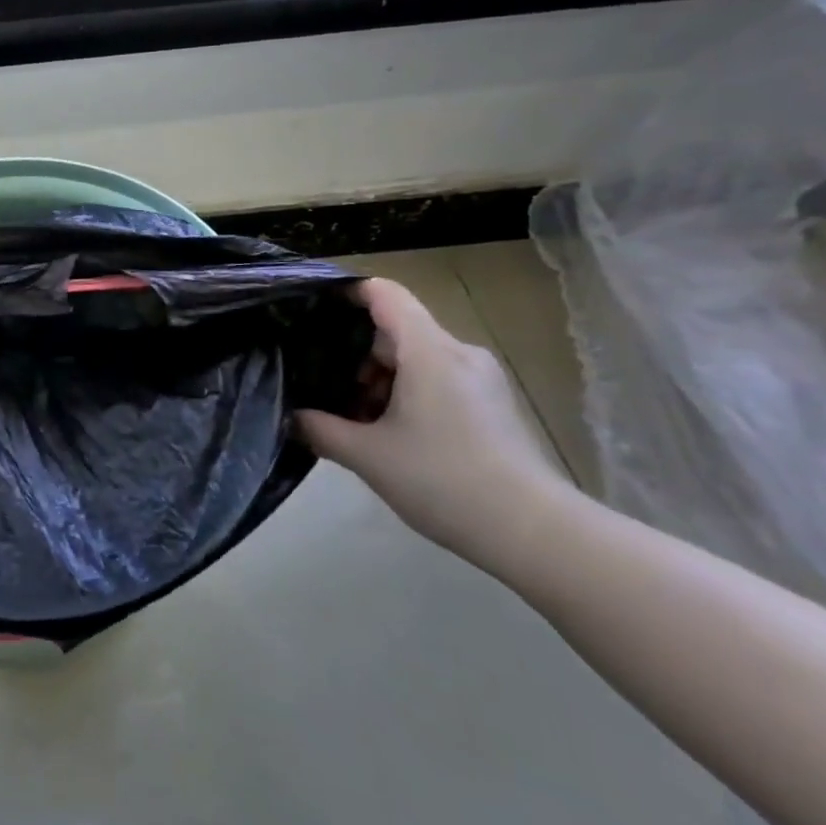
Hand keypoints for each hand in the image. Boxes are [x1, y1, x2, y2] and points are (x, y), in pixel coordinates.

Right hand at [296, 279, 576, 574]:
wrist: (534, 533)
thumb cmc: (444, 480)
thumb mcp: (368, 456)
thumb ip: (321, 429)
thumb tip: (291, 417)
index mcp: (428, 350)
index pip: (384, 293)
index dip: (346, 291)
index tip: (311, 307)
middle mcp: (458, 353)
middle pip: (395, 329)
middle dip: (355, 354)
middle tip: (321, 385)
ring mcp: (480, 379)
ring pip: (415, 358)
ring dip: (379, 379)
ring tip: (352, 418)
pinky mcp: (490, 405)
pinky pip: (436, 380)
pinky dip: (405, 393)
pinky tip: (387, 433)